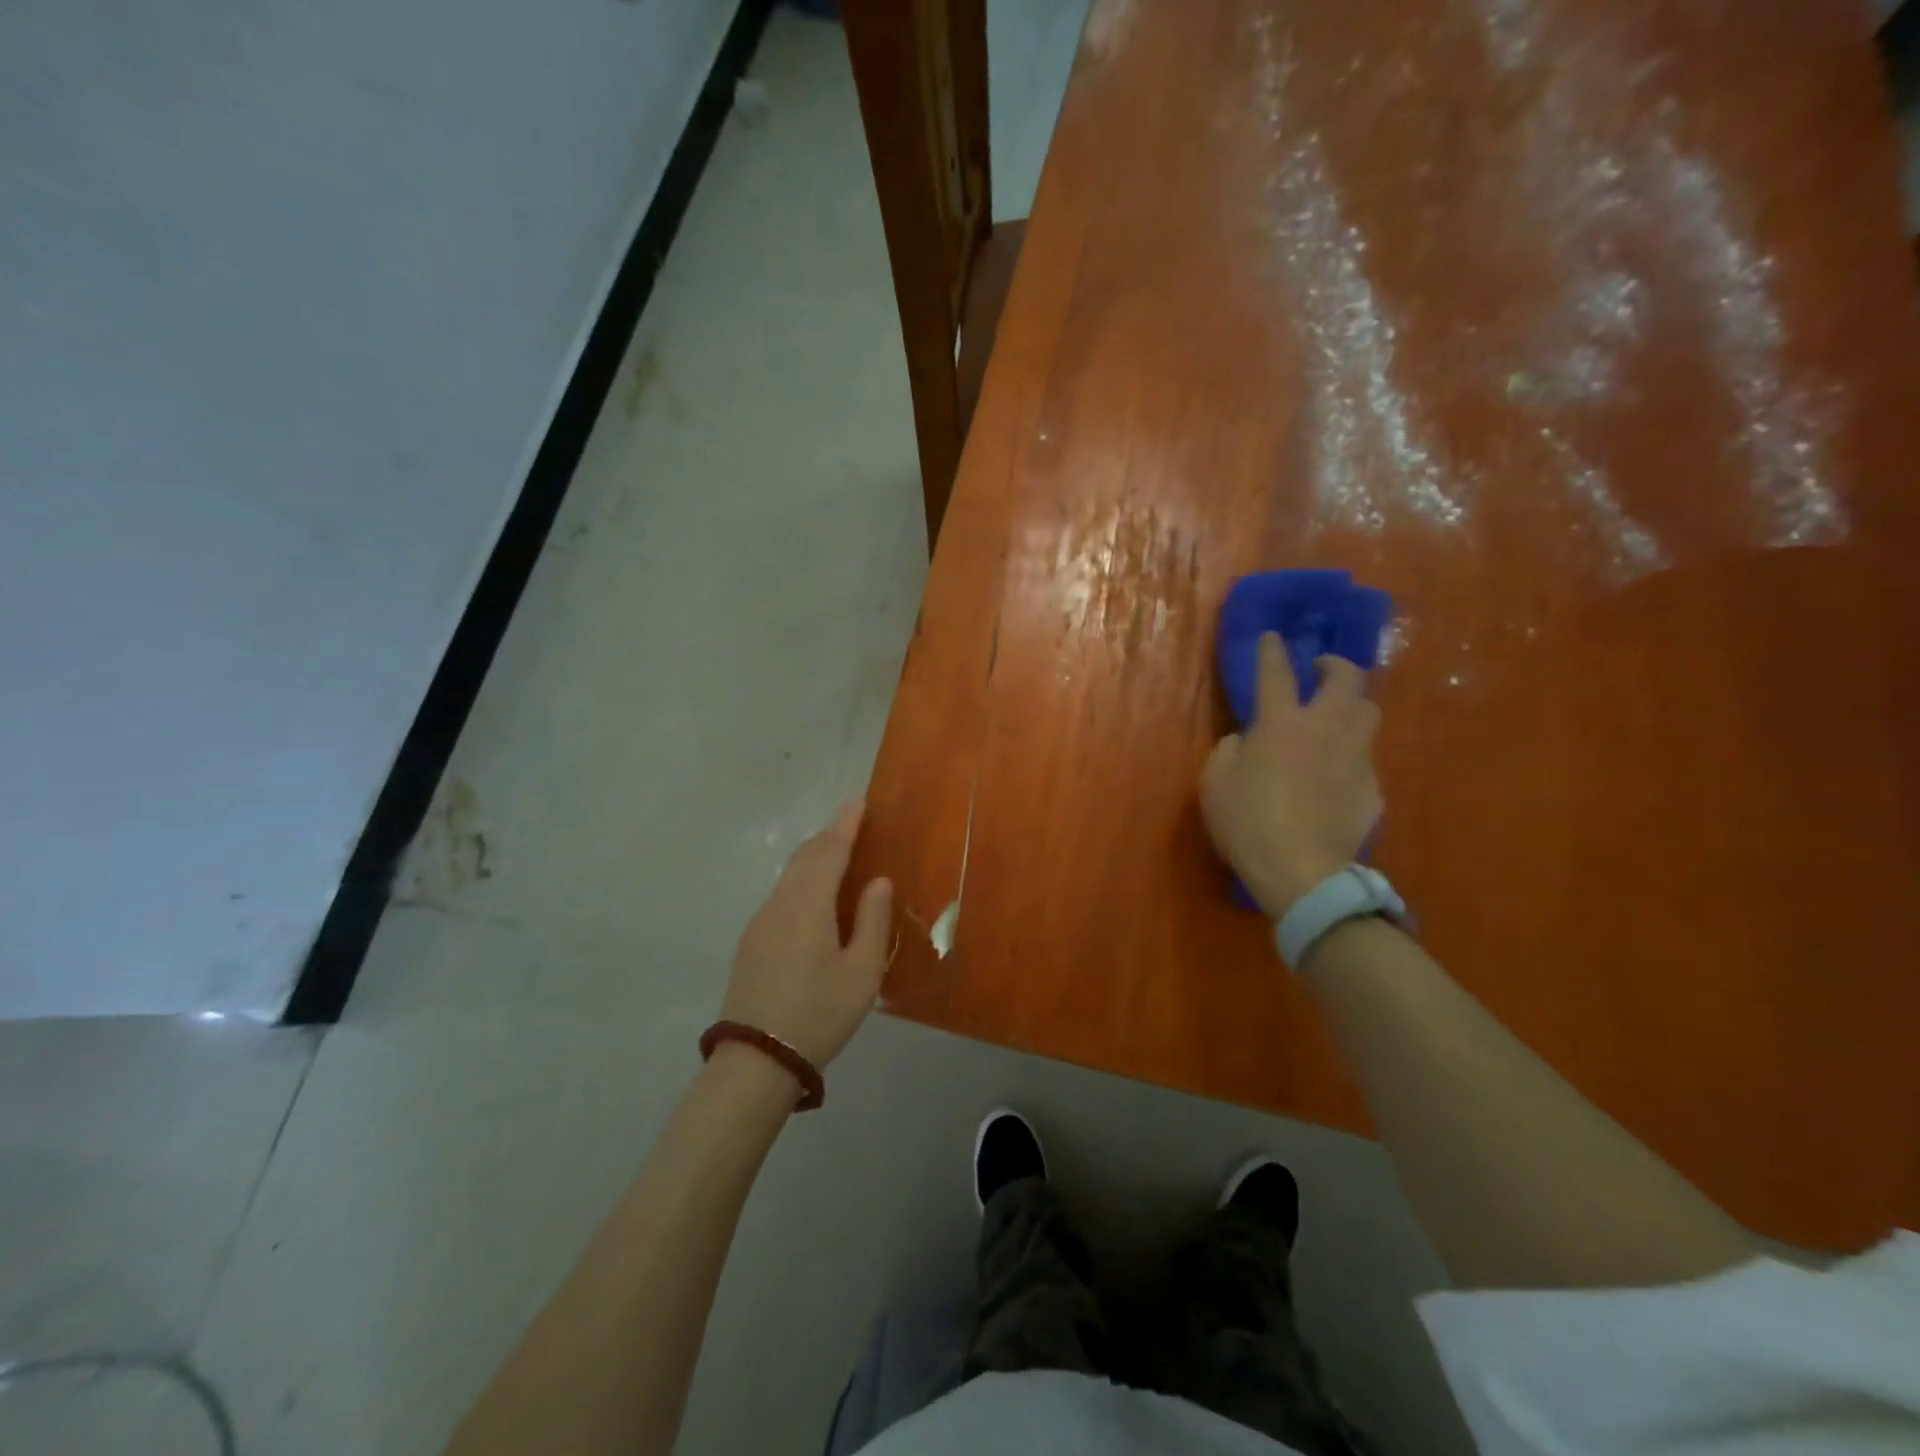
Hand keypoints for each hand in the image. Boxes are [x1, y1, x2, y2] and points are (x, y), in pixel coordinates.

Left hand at [721, 800, 892, 1069]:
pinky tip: (819, 900)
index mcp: (808, 905)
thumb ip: (872, 920)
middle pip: (804, 857)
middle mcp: (779, 904)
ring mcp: (760, 922)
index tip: (860, 802)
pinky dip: (804, 882)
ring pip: (790, 876)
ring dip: (815, 859)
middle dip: (830, 836)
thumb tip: (877, 881)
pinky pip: (782, 896)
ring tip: (842, 858)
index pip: (828, 850)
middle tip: (856, 826)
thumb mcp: (862, 972)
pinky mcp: (752, 942)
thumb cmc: (818, 1014)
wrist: (756, 1061)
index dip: (845, 823)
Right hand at [1201, 633, 1382, 918]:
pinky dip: (1350, 760)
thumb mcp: (1214, 783)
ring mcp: (1356, 758)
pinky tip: (1335, 780)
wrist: (1302, 872)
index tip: (1272, 636)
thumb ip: (1229, 750)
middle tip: (1321, 670)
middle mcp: (1326, 729)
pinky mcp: (1373, 789)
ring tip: (1335, 719)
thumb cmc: (1247, 823)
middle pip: (1347, 678)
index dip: (1272, 651)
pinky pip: (1365, 761)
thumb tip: (1246, 740)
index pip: (1276, 673)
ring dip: (1351, 706)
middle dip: (1335, 664)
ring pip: (1369, 713)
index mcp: (1281, 724)